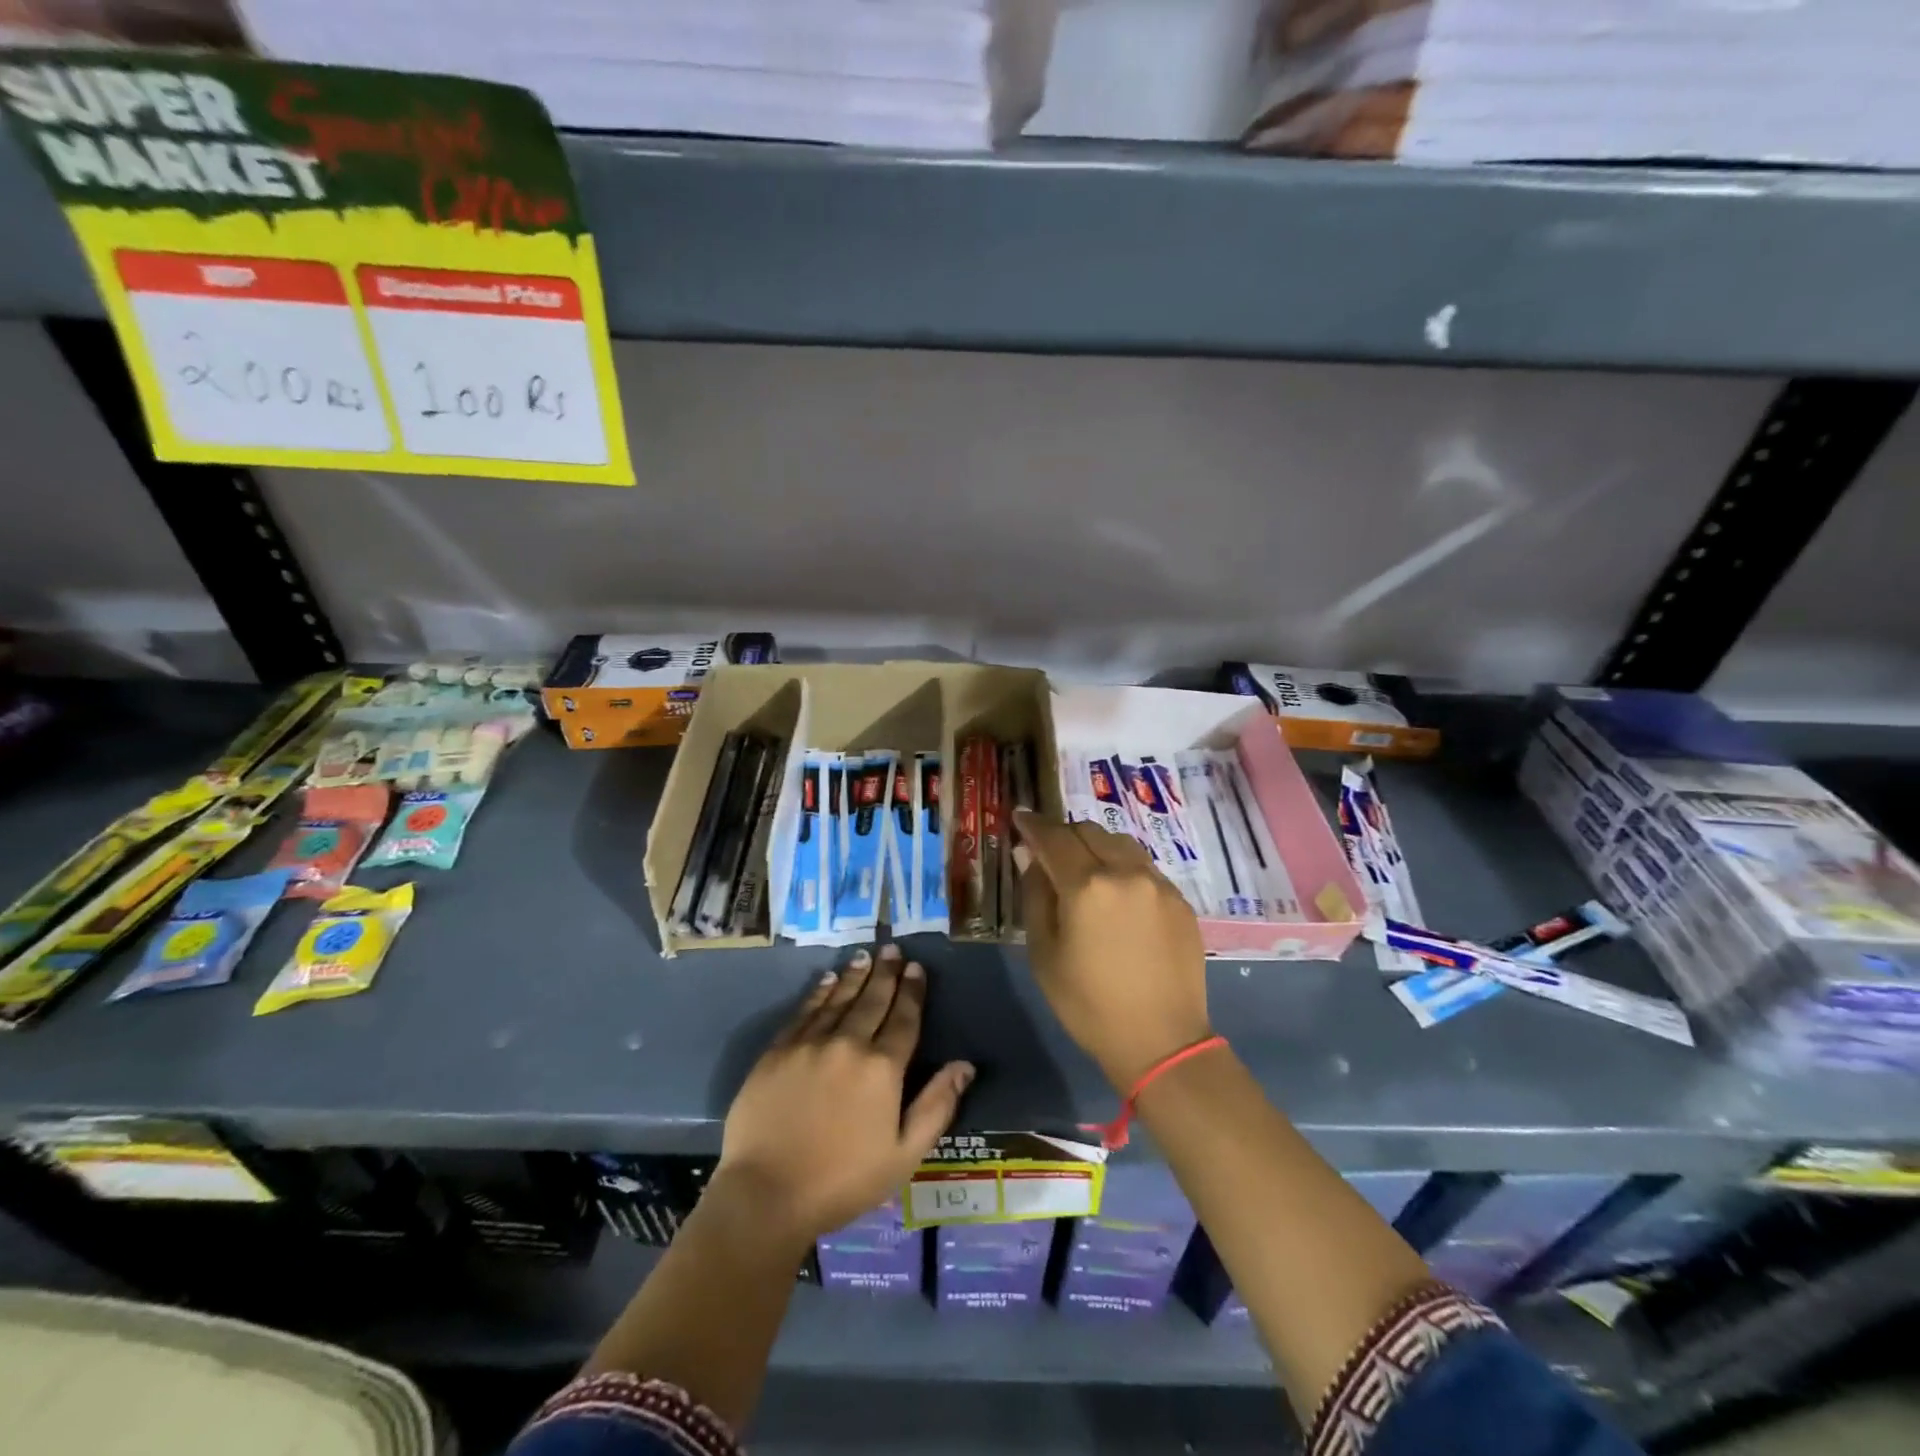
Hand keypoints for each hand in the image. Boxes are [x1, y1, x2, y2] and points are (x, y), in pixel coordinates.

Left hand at [717, 945, 973, 1247]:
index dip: (912, 992)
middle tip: (893, 949)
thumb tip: (965, 1065)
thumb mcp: (904, 1154)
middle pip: (872, 1000)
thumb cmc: (843, 1181)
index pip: (903, 1018)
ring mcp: (809, 1044)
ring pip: (838, 999)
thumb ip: (937, 1106)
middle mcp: (848, 1044)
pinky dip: (819, 992)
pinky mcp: (778, 1050)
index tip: (916, 968)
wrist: (766, 1194)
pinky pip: (805, 1011)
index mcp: (882, 1068)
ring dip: (855, 975)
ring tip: (866, 955)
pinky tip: (828, 980)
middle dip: (886, 973)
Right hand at [1015, 809, 1212, 1088]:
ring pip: (1120, 843)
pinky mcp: (1179, 899)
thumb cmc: (1089, 1004)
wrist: (1162, 1041)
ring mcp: (1158, 883)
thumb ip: (1036, 896)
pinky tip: (1117, 893)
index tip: (1019, 818)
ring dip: (1096, 846)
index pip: (1053, 837)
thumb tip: (1029, 856)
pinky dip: (1122, 866)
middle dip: (1064, 834)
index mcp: (1086, 886)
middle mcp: (1126, 872)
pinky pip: (1144, 866)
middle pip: (1088, 831)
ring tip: (1084, 868)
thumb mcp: (1045, 954)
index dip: (1032, 825)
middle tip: (1049, 851)